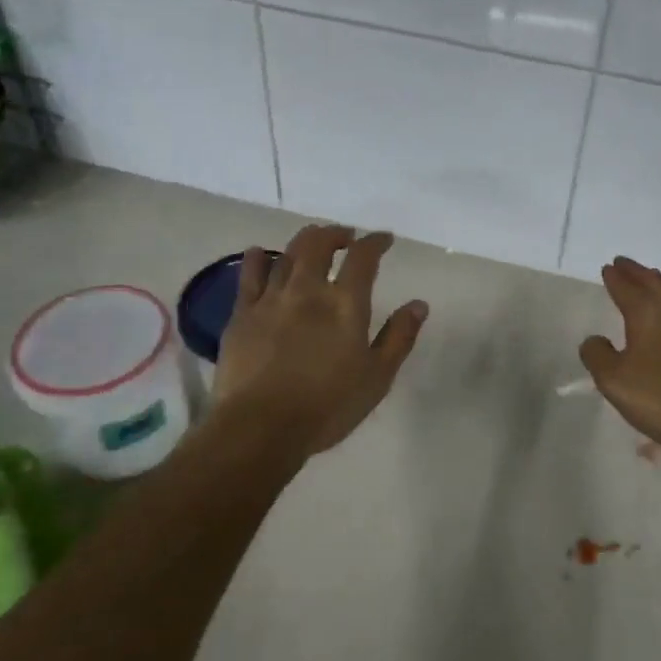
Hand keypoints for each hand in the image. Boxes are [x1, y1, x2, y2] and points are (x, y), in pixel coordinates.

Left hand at [212, 224, 427, 456]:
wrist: (261, 427)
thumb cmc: (328, 406)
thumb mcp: (377, 376)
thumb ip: (399, 337)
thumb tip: (419, 304)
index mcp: (345, 304)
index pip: (363, 258)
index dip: (375, 242)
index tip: (383, 239)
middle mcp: (307, 291)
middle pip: (318, 245)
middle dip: (335, 234)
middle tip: (345, 237)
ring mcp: (270, 300)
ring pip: (285, 255)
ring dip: (302, 242)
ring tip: (311, 241)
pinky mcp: (241, 315)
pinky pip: (248, 276)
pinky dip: (256, 259)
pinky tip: (258, 254)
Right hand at [579, 257, 660, 458]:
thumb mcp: (615, 381)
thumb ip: (598, 356)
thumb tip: (594, 339)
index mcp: (648, 312)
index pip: (626, 287)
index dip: (615, 277)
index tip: (607, 268)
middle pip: (653, 282)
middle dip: (636, 272)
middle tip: (624, 264)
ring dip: (657, 285)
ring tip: (648, 283)